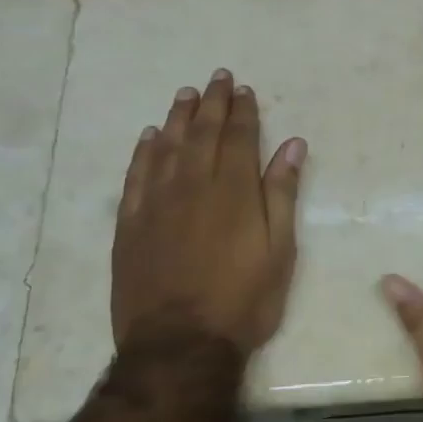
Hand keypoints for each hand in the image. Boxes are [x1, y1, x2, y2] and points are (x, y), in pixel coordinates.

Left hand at [111, 70, 304, 354]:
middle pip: (201, 134)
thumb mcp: (280, 250)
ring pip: (166, 148)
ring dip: (178, 118)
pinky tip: (150, 137)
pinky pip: (135, 176)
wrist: (180, 343)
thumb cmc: (244, 300)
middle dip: (212, 103)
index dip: (242, 112)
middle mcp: (192, 186)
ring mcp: (156, 204)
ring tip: (186, 94)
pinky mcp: (130, 224)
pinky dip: (143, 152)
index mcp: (234, 192)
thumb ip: (282, 194)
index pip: (238, 138)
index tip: (244, 90)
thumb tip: (292, 146)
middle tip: (217, 78)